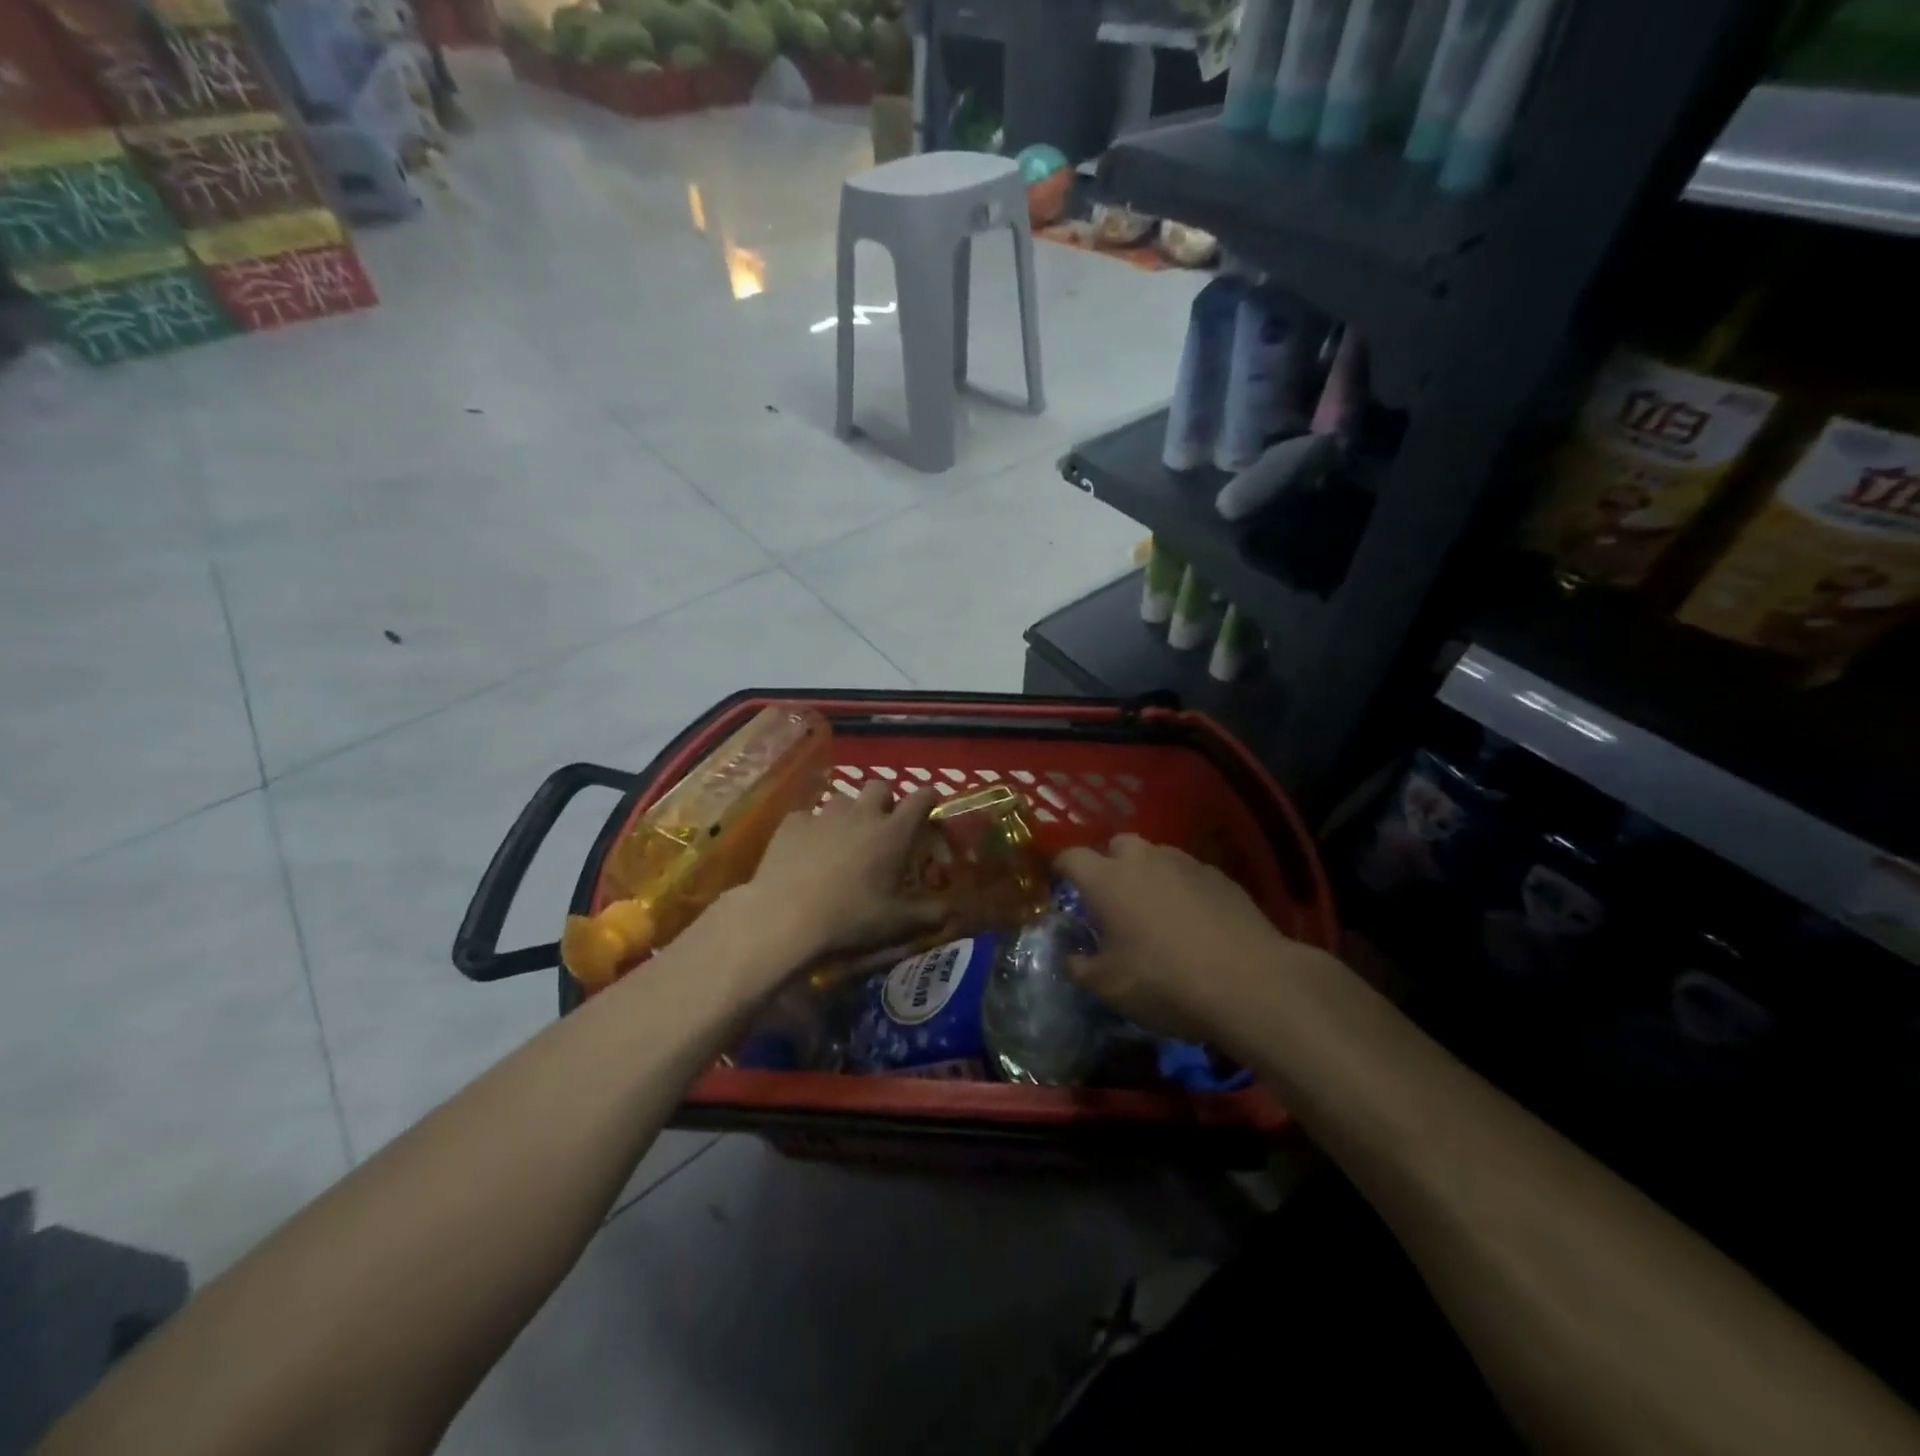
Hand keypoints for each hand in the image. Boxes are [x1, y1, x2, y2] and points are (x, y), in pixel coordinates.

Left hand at [738, 781, 945, 963]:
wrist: (785, 919)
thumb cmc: (851, 920)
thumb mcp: (899, 924)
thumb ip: (933, 914)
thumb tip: (956, 910)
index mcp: (893, 833)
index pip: (921, 798)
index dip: (929, 797)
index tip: (931, 804)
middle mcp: (862, 814)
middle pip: (880, 787)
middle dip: (886, 800)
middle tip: (884, 826)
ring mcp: (824, 816)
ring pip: (843, 800)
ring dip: (849, 814)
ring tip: (844, 840)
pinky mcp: (792, 824)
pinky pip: (808, 817)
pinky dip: (813, 829)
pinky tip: (807, 851)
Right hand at [1054, 834, 1328, 1042]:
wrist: (1250, 983)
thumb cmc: (1164, 982)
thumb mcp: (1109, 987)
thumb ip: (1080, 967)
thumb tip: (1070, 957)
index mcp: (1106, 879)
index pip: (1071, 857)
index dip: (1062, 869)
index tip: (1061, 885)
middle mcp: (1143, 859)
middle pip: (1117, 845)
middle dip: (1109, 864)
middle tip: (1112, 900)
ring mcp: (1186, 863)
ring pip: (1156, 856)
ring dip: (1148, 874)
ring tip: (1154, 910)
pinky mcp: (1221, 876)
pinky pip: (1189, 874)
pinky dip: (1182, 889)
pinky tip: (1194, 922)